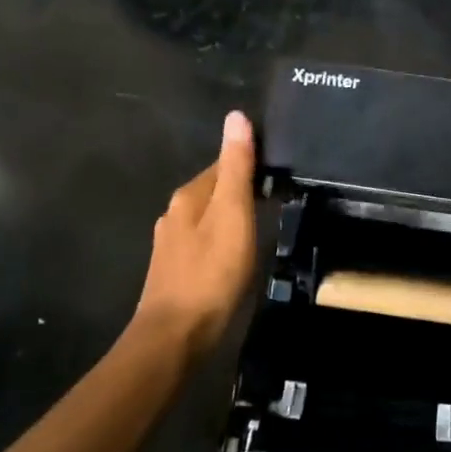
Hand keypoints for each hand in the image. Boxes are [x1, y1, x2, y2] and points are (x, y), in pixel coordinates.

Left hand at [134, 110, 258, 354]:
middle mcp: (174, 214)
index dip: (250, 163)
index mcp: (188, 196)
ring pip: (208, 218)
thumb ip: (236, 167)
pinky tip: (236, 255)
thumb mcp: (232, 213)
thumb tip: (236, 116)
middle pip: (214, 190)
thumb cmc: (211, 272)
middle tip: (278, 198)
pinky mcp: (175, 270)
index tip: (279, 170)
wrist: (176, 335)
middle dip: (241, 190)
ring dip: (232, 216)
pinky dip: (222, 240)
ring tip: (262, 226)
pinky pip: (204, 242)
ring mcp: (171, 244)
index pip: (222, 164)